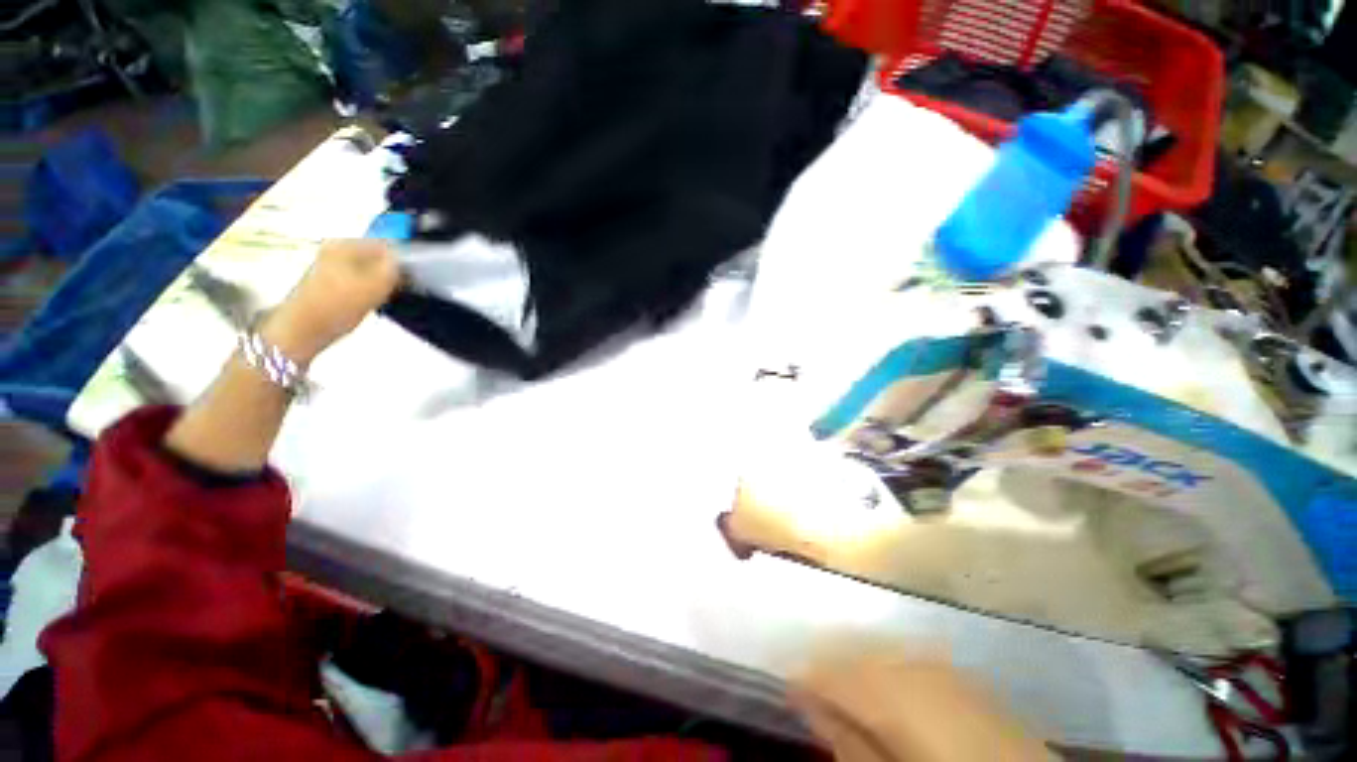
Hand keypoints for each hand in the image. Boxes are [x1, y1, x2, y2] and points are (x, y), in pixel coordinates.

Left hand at [261, 239, 399, 363]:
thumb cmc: (338, 305)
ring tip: (387, 298)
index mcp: (345, 244)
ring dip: (382, 283)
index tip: (415, 279)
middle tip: (402, 290)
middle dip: (393, 272)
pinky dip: (370, 290)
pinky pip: (360, 280)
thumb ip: (395, 268)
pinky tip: (373, 303)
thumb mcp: (375, 285)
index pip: (387, 245)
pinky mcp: (330, 283)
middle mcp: (336, 249)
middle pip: (377, 256)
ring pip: (370, 270)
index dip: (405, 260)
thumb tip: (406, 260)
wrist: (302, 330)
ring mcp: (331, 266)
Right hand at [790, 644, 1050, 761]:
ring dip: (858, 670)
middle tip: (814, 695)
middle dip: (829, 671)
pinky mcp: (959, 672)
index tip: (786, 688)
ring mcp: (938, 662)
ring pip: (877, 653)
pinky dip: (888, 671)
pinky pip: (907, 659)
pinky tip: (889, 693)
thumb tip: (809, 704)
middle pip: (852, 656)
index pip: (829, 671)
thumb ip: (846, 740)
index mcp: (889, 690)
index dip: (804, 678)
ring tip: (849, 696)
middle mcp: (909, 663)